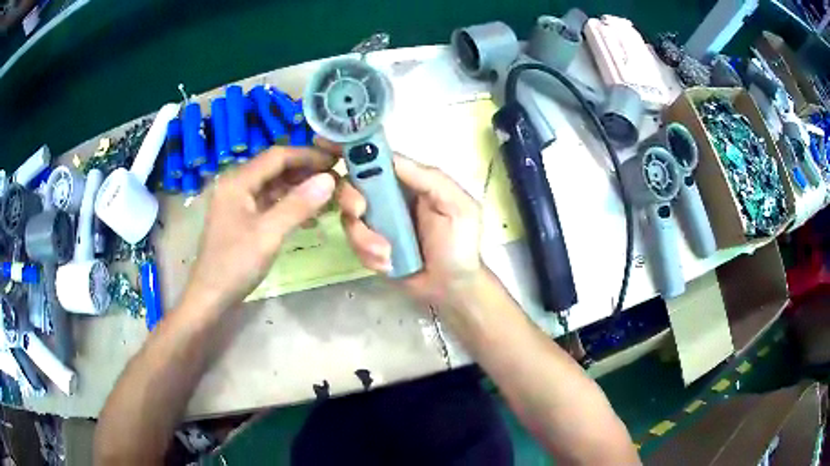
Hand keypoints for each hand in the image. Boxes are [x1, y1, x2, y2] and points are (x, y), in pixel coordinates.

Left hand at [183, 147, 335, 311]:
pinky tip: (310, 216)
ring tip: (328, 196)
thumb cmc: (235, 264)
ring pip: (273, 186)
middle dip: (305, 172)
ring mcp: (238, 202)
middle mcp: (237, 185)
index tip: (335, 161)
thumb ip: (298, 205)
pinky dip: (289, 206)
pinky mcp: (242, 219)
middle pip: (275, 168)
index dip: (307, 156)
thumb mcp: (268, 234)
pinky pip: (269, 203)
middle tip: (336, 179)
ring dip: (299, 189)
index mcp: (238, 181)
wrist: (210, 297)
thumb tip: (329, 179)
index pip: (277, 156)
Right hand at [331, 145, 482, 306]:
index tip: (325, 145)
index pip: (375, 159)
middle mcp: (386, 198)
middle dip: (351, 199)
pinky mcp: (368, 247)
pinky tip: (390, 265)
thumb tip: (390, 158)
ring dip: (364, 238)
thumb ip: (428, 179)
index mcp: (406, 181)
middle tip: (361, 212)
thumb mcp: (456, 204)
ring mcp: (375, 223)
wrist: (452, 287)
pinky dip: (369, 255)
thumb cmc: (460, 242)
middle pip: (351, 186)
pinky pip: (354, 245)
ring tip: (388, 255)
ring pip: (348, 218)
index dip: (351, 151)